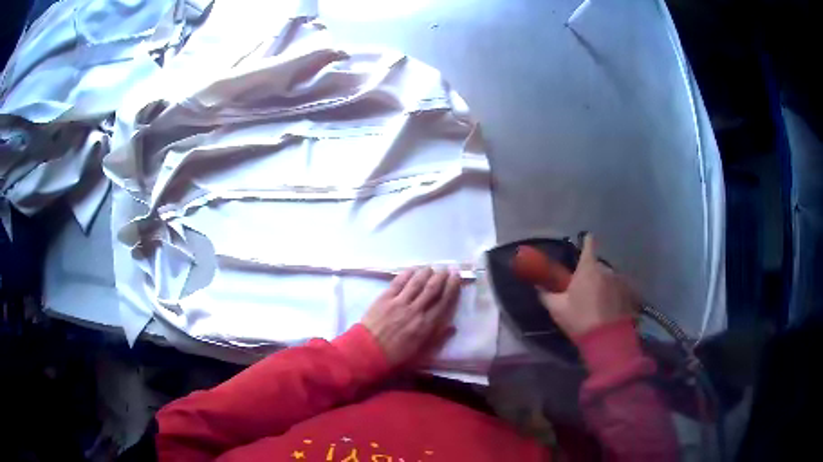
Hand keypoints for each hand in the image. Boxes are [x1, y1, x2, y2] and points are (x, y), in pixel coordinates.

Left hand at [362, 267, 461, 368]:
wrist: (367, 353)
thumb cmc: (396, 357)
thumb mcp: (422, 354)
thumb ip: (438, 340)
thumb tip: (452, 327)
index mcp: (427, 325)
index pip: (444, 302)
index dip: (452, 287)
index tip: (456, 277)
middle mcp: (416, 310)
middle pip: (432, 289)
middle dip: (441, 277)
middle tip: (446, 269)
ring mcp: (399, 303)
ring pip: (416, 283)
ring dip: (425, 273)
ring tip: (431, 268)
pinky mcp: (385, 299)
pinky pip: (398, 283)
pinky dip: (407, 274)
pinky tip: (412, 270)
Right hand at [538, 234, 639, 337]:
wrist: (608, 339)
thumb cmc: (580, 319)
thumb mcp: (557, 309)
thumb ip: (547, 295)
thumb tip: (538, 287)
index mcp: (588, 268)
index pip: (589, 244)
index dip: (586, 242)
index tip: (585, 241)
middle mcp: (606, 269)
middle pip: (597, 265)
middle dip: (591, 273)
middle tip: (585, 288)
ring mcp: (620, 281)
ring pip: (609, 277)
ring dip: (603, 284)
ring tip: (598, 301)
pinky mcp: (629, 294)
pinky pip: (618, 289)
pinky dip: (614, 294)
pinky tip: (609, 308)